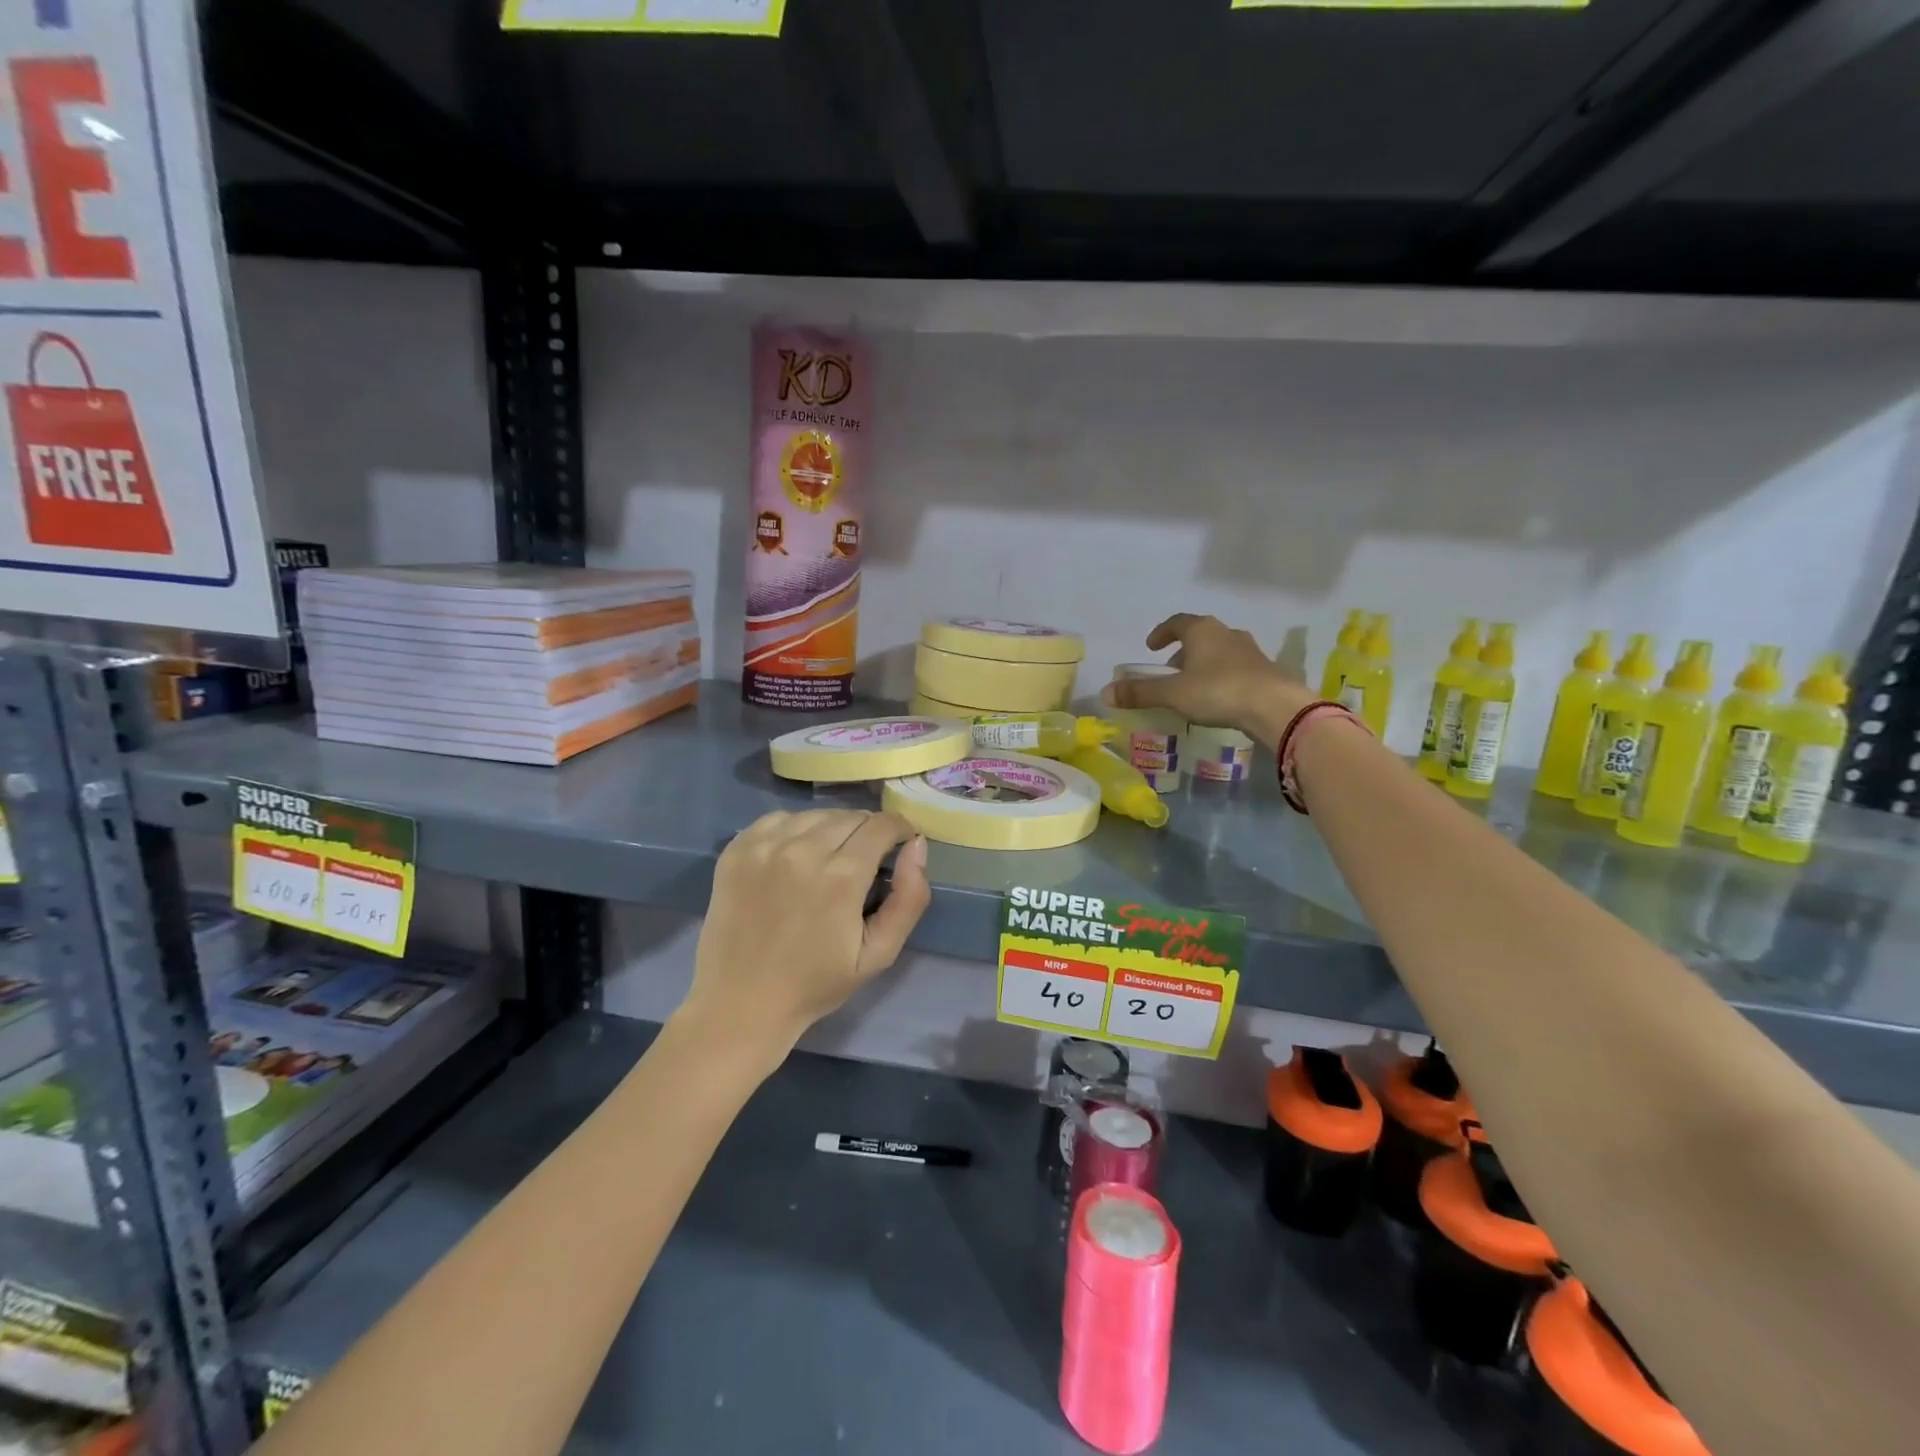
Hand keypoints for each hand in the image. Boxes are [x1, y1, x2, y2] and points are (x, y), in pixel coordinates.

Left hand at [679, 809, 930, 1064]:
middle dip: (868, 831)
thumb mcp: (879, 953)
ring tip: (831, 857)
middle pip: (850, 817)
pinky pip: (779, 819)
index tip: (900, 845)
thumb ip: (909, 899)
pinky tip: (796, 856)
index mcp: (840, 877)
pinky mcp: (737, 850)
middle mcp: (802, 850)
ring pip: (816, 814)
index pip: (882, 825)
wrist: (741, 1004)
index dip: (899, 830)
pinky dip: (795, 829)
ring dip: (832, 828)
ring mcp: (764, 847)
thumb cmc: (816, 984)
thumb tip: (917, 845)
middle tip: (866, 860)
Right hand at [1102, 613, 1311, 749]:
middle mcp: (1226, 633)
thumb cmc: (1218, 691)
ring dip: (1203, 664)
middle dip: (1182, 652)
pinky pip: (1236, 668)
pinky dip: (1221, 677)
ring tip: (1192, 687)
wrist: (1274, 706)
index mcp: (1202, 630)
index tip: (1151, 646)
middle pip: (1199, 636)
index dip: (1161, 633)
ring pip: (1219, 652)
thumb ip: (1140, 692)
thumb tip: (1105, 692)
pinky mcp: (1265, 670)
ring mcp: (1250, 650)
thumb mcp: (1172, 693)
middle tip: (1169, 671)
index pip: (1176, 622)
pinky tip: (1218, 697)